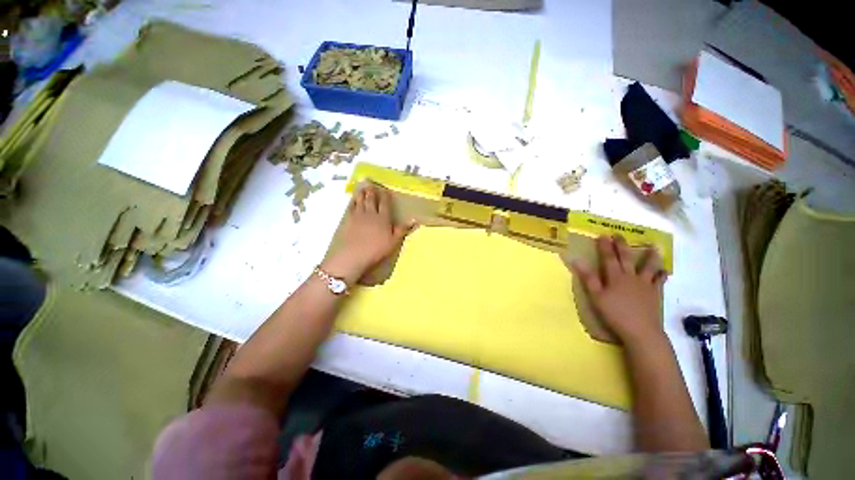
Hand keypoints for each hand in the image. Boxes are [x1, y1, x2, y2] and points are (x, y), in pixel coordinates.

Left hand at [323, 184, 413, 283]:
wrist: (353, 255)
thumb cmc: (376, 250)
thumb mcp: (393, 242)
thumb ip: (402, 230)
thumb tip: (413, 220)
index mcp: (383, 219)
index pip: (384, 204)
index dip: (385, 196)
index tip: (384, 190)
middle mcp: (371, 214)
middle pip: (371, 200)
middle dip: (372, 192)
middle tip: (371, 185)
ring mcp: (358, 216)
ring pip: (361, 201)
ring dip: (362, 194)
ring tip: (362, 188)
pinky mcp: (347, 220)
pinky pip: (351, 207)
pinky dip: (352, 202)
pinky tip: (353, 200)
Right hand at [569, 236, 667, 346]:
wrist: (641, 331)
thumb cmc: (614, 314)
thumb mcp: (596, 296)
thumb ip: (588, 278)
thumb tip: (577, 260)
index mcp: (615, 277)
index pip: (608, 258)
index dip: (604, 246)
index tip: (602, 235)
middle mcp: (631, 277)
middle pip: (626, 258)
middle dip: (622, 245)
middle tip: (619, 235)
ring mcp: (645, 285)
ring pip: (648, 266)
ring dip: (650, 256)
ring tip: (653, 247)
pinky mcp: (655, 294)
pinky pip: (660, 281)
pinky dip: (662, 275)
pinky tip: (664, 271)